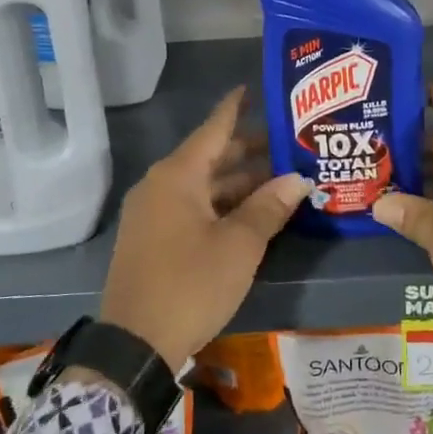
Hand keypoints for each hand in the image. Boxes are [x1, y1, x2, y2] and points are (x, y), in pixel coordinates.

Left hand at [99, 88, 311, 372]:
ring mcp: (153, 214)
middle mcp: (161, 186)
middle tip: (289, 144)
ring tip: (280, 179)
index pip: (213, 128)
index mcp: (177, 176)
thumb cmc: (191, 284)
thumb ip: (269, 207)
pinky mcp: (152, 239)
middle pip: (210, 157)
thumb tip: (299, 179)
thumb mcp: (239, 246)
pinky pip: (192, 207)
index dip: (236, 108)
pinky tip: (250, 213)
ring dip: (238, 182)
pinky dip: (221, 204)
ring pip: (202, 185)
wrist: (133, 345)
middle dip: (249, 151)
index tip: (255, 88)